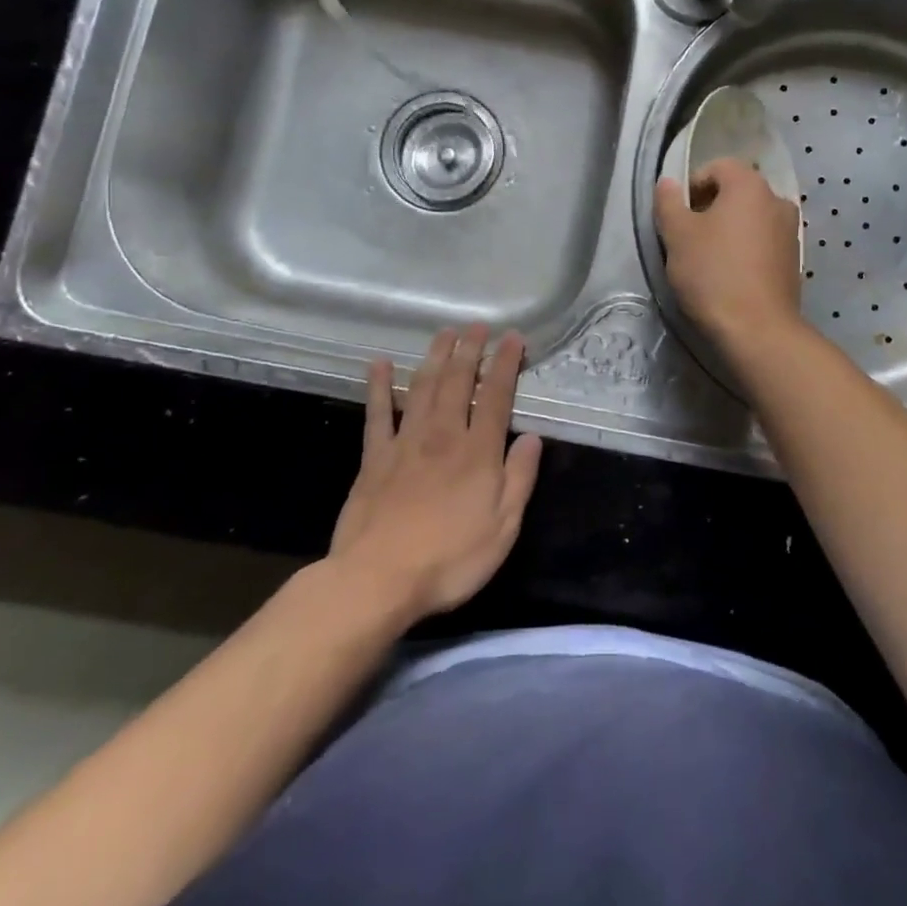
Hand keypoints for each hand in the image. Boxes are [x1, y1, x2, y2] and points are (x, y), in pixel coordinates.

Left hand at [329, 325, 542, 621]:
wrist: (376, 580)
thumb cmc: (449, 559)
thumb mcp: (502, 528)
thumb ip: (519, 478)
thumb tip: (532, 437)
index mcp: (477, 451)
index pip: (495, 395)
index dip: (505, 363)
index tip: (512, 337)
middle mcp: (443, 435)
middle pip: (457, 381)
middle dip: (469, 350)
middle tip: (477, 325)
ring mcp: (405, 443)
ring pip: (422, 387)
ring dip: (435, 357)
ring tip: (444, 333)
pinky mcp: (374, 458)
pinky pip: (377, 414)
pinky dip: (379, 386)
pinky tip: (379, 364)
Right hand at [654, 157, 802, 347]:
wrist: (758, 330)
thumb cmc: (713, 274)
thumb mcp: (677, 235)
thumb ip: (669, 202)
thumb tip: (668, 183)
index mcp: (750, 185)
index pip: (718, 167)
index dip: (692, 185)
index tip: (677, 215)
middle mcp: (777, 200)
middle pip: (736, 191)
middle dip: (710, 208)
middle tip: (688, 237)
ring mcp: (791, 231)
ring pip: (751, 218)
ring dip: (729, 229)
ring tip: (708, 259)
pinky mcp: (794, 260)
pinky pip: (764, 242)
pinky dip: (746, 249)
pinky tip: (730, 275)